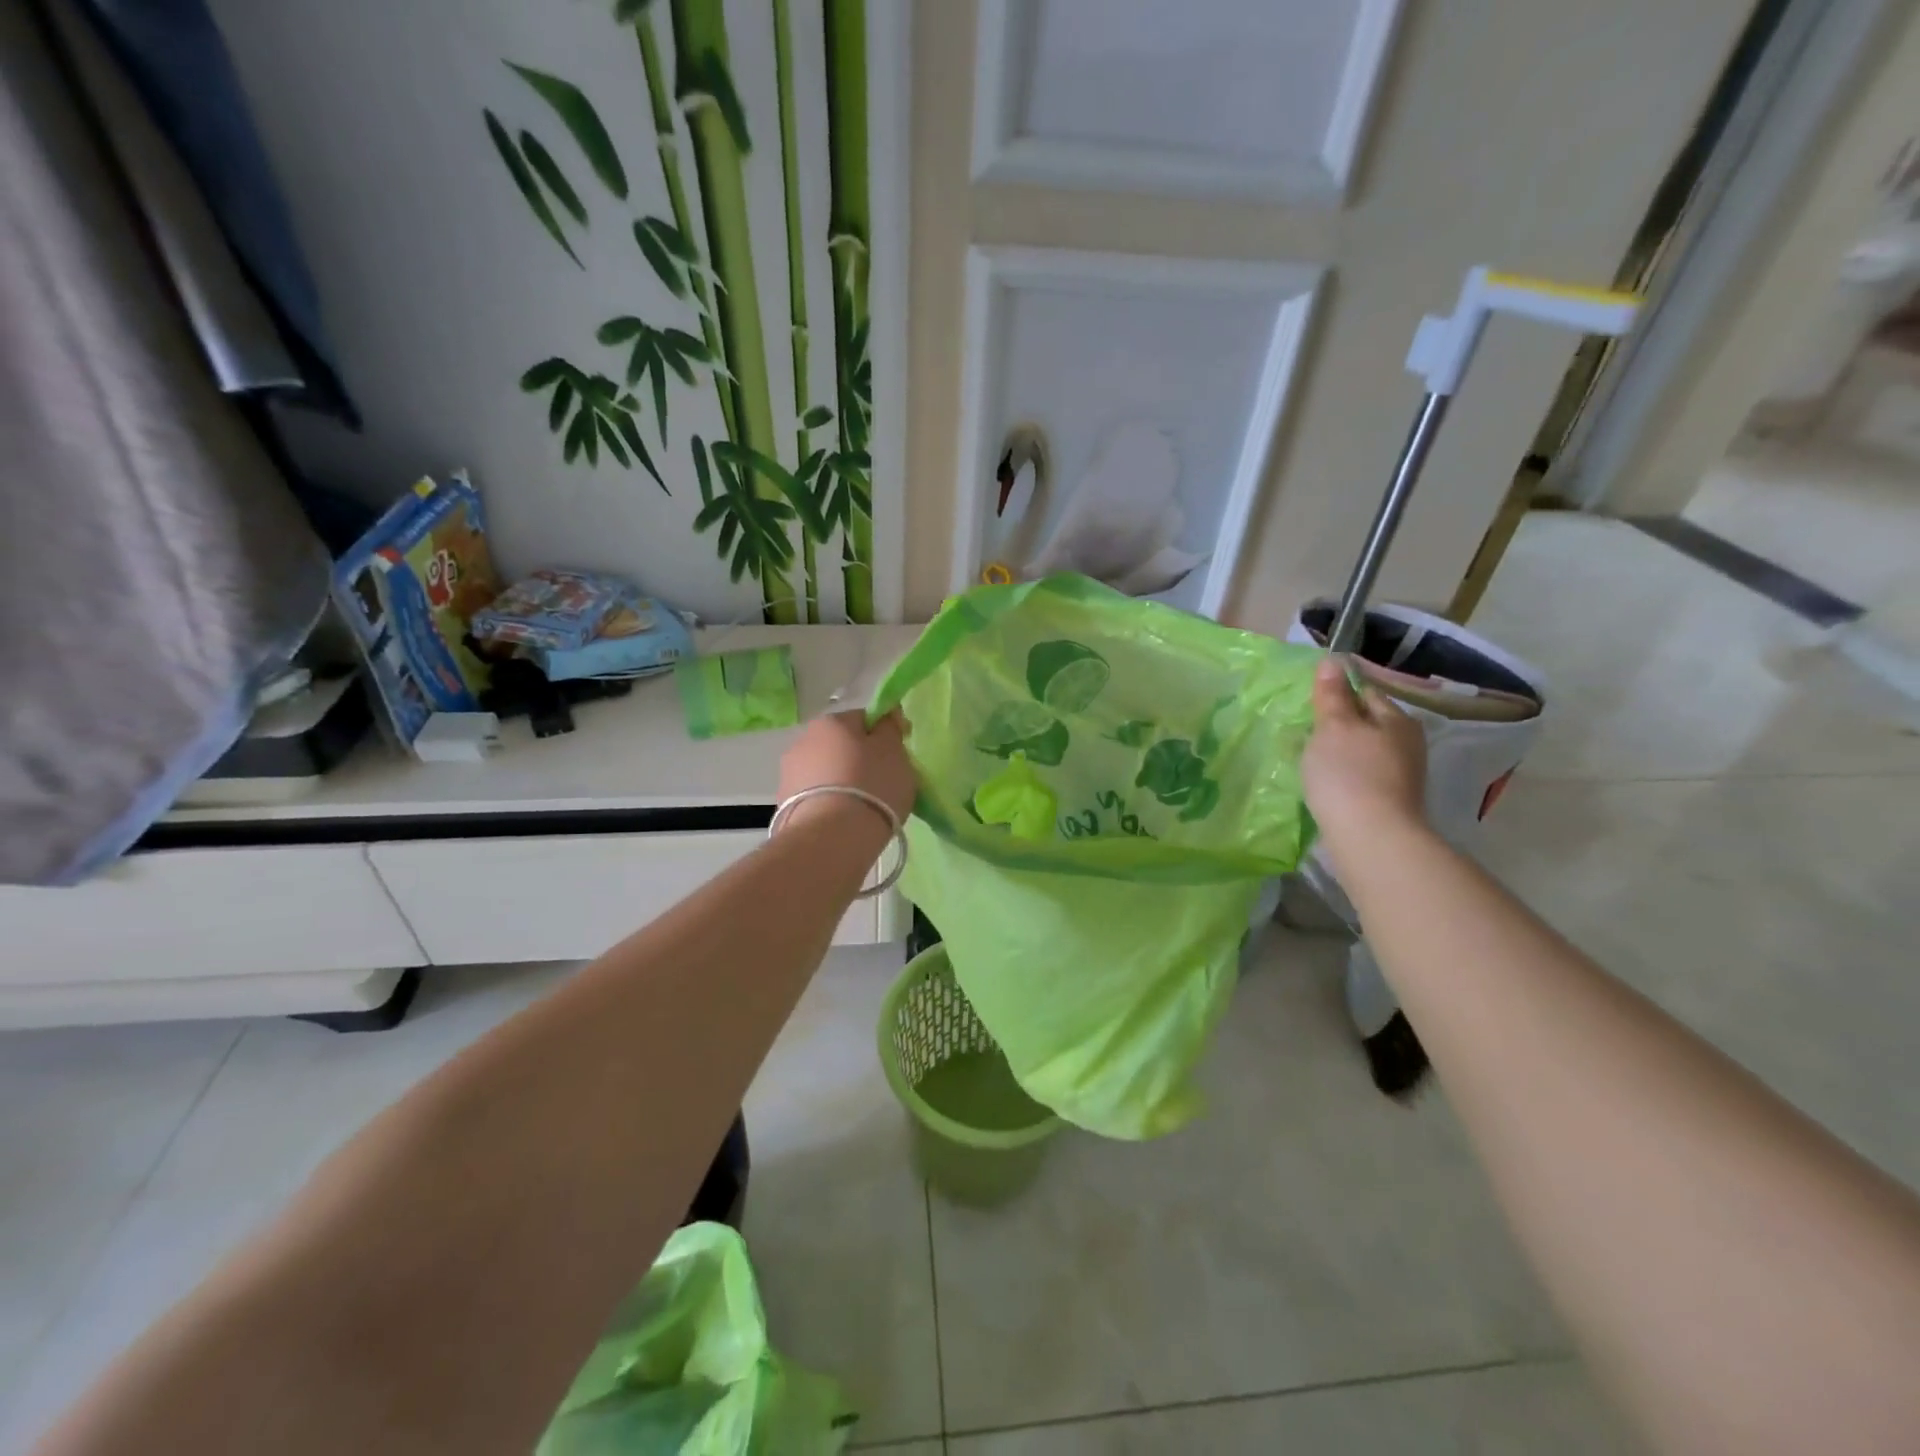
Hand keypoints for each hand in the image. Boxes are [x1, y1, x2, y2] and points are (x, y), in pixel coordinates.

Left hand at [777, 710, 916, 833]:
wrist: (832, 836)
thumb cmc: (871, 784)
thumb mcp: (894, 750)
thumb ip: (890, 728)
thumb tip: (886, 716)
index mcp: (832, 721)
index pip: (864, 719)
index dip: (884, 735)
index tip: (898, 756)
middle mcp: (804, 739)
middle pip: (841, 745)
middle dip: (859, 759)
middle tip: (882, 783)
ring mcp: (790, 773)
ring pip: (826, 771)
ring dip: (842, 781)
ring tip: (862, 807)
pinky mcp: (784, 803)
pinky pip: (816, 796)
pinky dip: (829, 802)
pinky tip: (843, 820)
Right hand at [1302, 658, 1427, 848]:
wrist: (1370, 836)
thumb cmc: (1349, 773)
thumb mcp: (1333, 726)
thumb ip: (1331, 695)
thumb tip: (1333, 661)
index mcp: (1398, 720)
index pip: (1366, 692)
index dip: (1338, 693)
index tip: (1310, 703)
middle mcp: (1407, 744)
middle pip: (1366, 723)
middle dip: (1339, 725)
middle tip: (1305, 731)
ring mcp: (1401, 776)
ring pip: (1363, 751)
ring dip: (1339, 752)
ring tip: (1309, 758)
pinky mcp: (1389, 801)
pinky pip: (1361, 776)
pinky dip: (1343, 775)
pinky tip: (1324, 783)